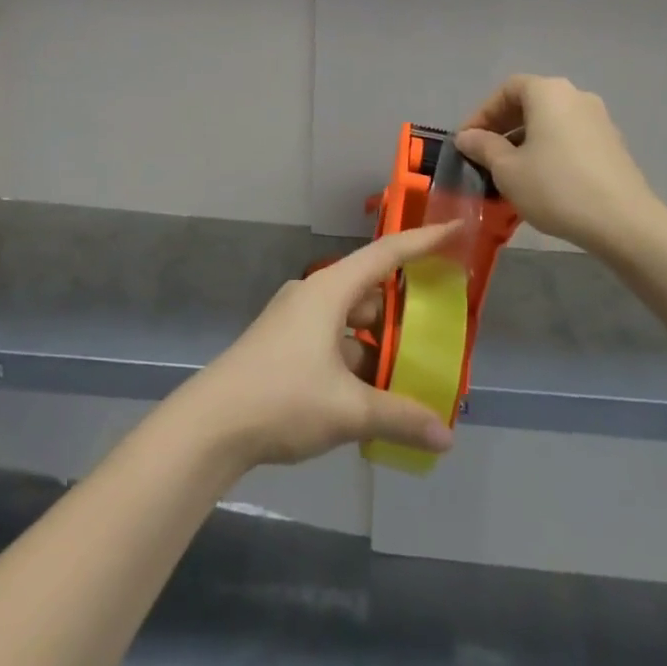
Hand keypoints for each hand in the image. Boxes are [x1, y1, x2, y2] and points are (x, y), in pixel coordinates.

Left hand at [176, 222, 463, 470]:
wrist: (213, 423)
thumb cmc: (284, 398)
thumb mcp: (348, 410)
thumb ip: (400, 418)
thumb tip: (445, 437)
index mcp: (329, 291)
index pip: (386, 254)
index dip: (423, 242)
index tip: (454, 230)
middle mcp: (313, 295)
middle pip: (369, 291)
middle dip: (403, 310)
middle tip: (438, 329)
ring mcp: (295, 319)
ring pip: (350, 321)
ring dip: (378, 342)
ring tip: (410, 371)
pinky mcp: (284, 344)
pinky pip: (332, 340)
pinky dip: (356, 359)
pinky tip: (372, 395)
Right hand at [454, 75, 662, 251]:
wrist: (625, 223)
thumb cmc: (557, 187)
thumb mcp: (507, 170)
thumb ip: (483, 147)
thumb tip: (467, 137)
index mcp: (548, 92)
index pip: (507, 89)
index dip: (483, 112)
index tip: (468, 141)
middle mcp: (575, 95)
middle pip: (530, 102)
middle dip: (504, 126)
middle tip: (486, 154)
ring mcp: (599, 119)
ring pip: (551, 121)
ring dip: (527, 139)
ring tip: (512, 170)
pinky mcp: (613, 144)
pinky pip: (571, 137)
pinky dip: (551, 149)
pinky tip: (543, 179)